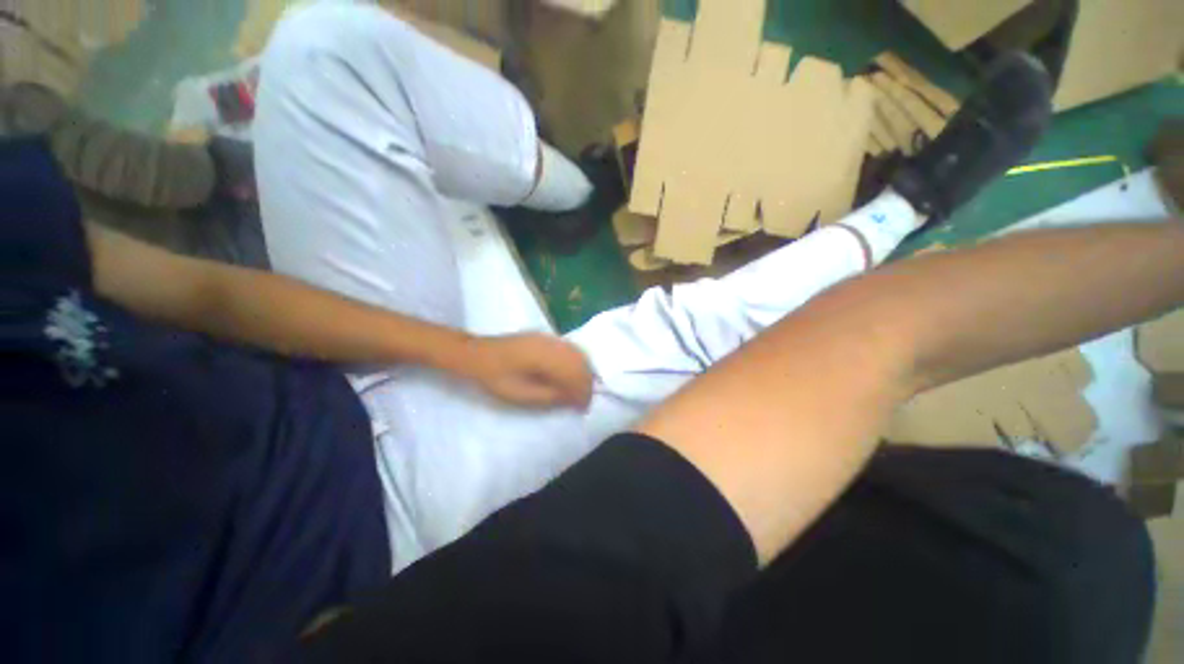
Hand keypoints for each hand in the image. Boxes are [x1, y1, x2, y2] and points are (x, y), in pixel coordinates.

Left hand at [456, 333, 593, 409]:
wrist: (478, 355)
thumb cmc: (496, 378)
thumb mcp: (521, 395)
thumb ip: (550, 396)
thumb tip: (574, 399)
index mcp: (545, 357)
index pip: (575, 374)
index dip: (583, 392)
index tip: (583, 409)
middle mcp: (552, 344)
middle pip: (580, 362)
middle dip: (586, 383)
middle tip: (582, 402)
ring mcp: (549, 338)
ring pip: (577, 354)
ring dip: (583, 373)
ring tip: (579, 390)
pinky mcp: (546, 337)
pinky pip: (569, 349)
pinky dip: (576, 363)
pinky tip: (571, 374)